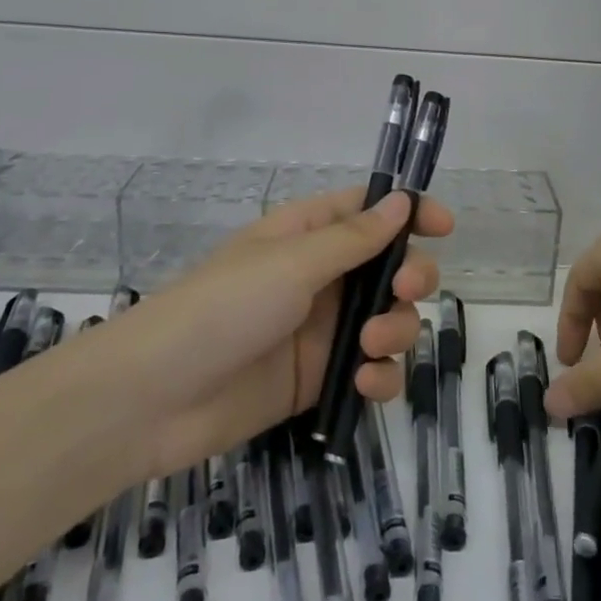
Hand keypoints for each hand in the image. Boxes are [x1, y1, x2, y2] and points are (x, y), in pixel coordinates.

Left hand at [130, 188, 450, 474]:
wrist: (156, 399)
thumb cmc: (224, 307)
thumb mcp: (292, 262)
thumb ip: (355, 238)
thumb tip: (403, 201)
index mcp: (308, 234)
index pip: (370, 211)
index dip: (410, 213)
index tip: (444, 227)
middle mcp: (321, 277)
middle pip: (391, 267)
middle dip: (410, 277)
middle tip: (404, 290)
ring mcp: (322, 330)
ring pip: (388, 320)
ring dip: (395, 330)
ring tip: (369, 347)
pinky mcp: (320, 379)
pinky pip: (370, 370)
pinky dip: (380, 377)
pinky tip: (367, 384)